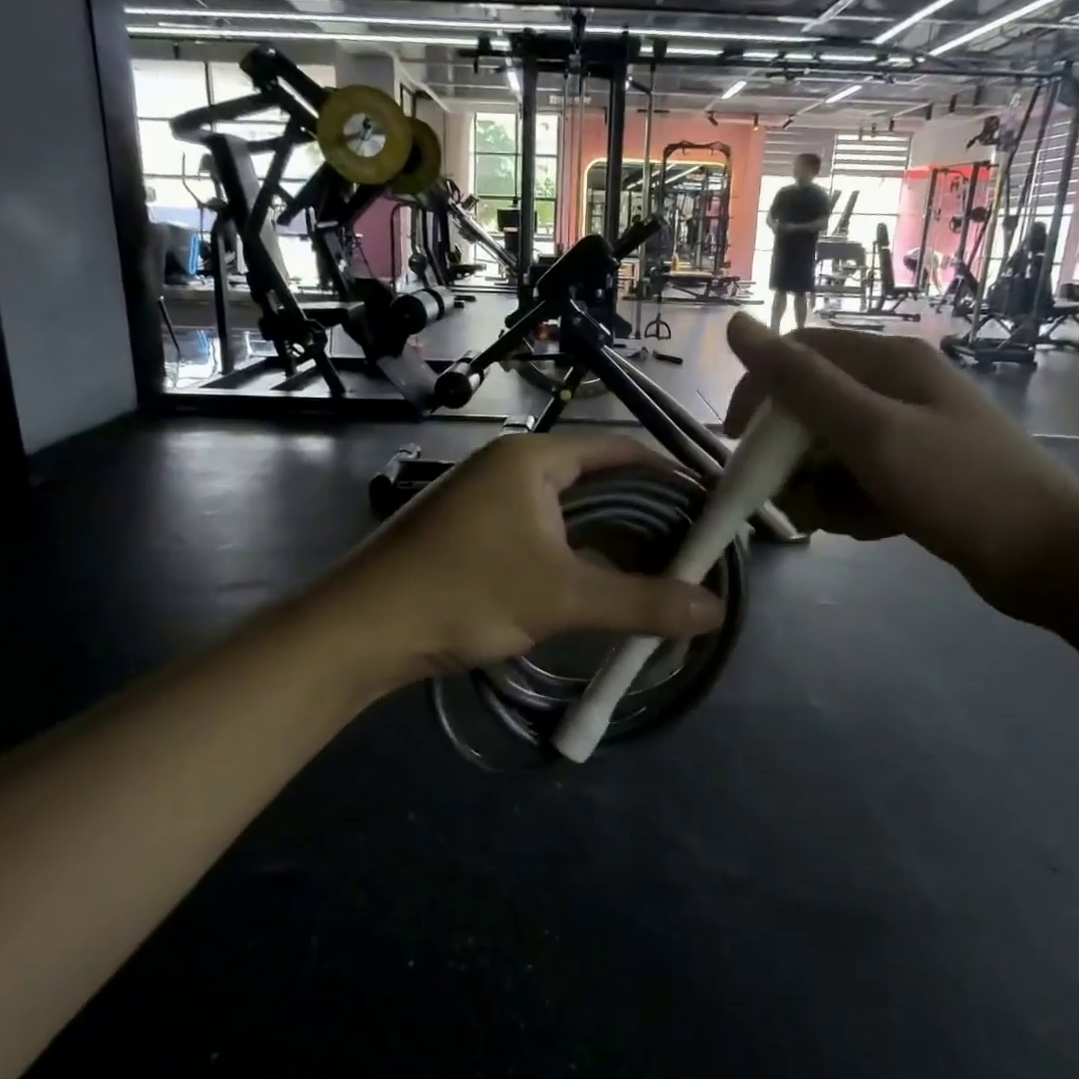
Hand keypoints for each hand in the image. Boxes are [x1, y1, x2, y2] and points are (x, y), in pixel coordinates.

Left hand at [312, 434, 725, 691]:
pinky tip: (599, 586)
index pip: (620, 450)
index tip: (708, 508)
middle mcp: (511, 467)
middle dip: (645, 515)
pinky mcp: (472, 533)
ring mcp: (487, 499)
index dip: (669, 476)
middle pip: (597, 480)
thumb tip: (717, 611)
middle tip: (690, 549)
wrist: (362, 629)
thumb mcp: (562, 596)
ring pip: (568, 512)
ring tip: (656, 572)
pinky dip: (576, 555)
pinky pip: (542, 534)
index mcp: (534, 458)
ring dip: (610, 541)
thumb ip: (642, 602)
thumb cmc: (465, 592)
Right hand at [722, 315, 1078, 617]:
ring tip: (844, 518)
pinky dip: (852, 504)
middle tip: (792, 495)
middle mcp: (896, 388)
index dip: (757, 392)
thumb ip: (801, 381)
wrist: (1051, 558)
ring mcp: (909, 432)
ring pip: (829, 452)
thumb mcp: (871, 431)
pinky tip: (873, 526)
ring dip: (821, 488)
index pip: (797, 355)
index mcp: (888, 363)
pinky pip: (858, 480)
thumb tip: (737, 325)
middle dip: (792, 456)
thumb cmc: (959, 486)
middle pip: (810, 409)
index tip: (734, 441)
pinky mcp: (917, 472)